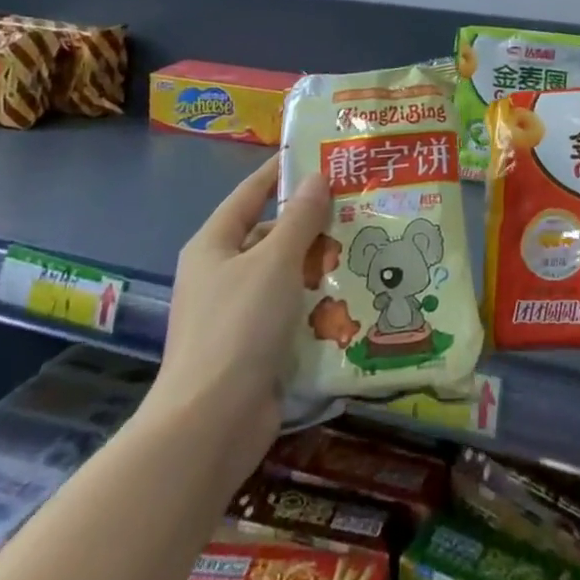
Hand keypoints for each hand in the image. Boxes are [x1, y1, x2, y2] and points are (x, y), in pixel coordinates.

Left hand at [149, 155, 330, 472]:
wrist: (211, 427)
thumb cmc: (239, 327)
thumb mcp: (275, 261)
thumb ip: (300, 218)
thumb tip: (317, 178)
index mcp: (214, 246)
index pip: (250, 193)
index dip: (280, 172)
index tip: (318, 153)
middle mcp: (222, 275)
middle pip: (272, 236)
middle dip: (313, 224)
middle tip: (359, 206)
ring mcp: (238, 315)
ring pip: (287, 276)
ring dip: (321, 267)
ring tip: (368, 249)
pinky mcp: (256, 349)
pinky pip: (292, 313)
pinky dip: (318, 305)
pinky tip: (356, 298)